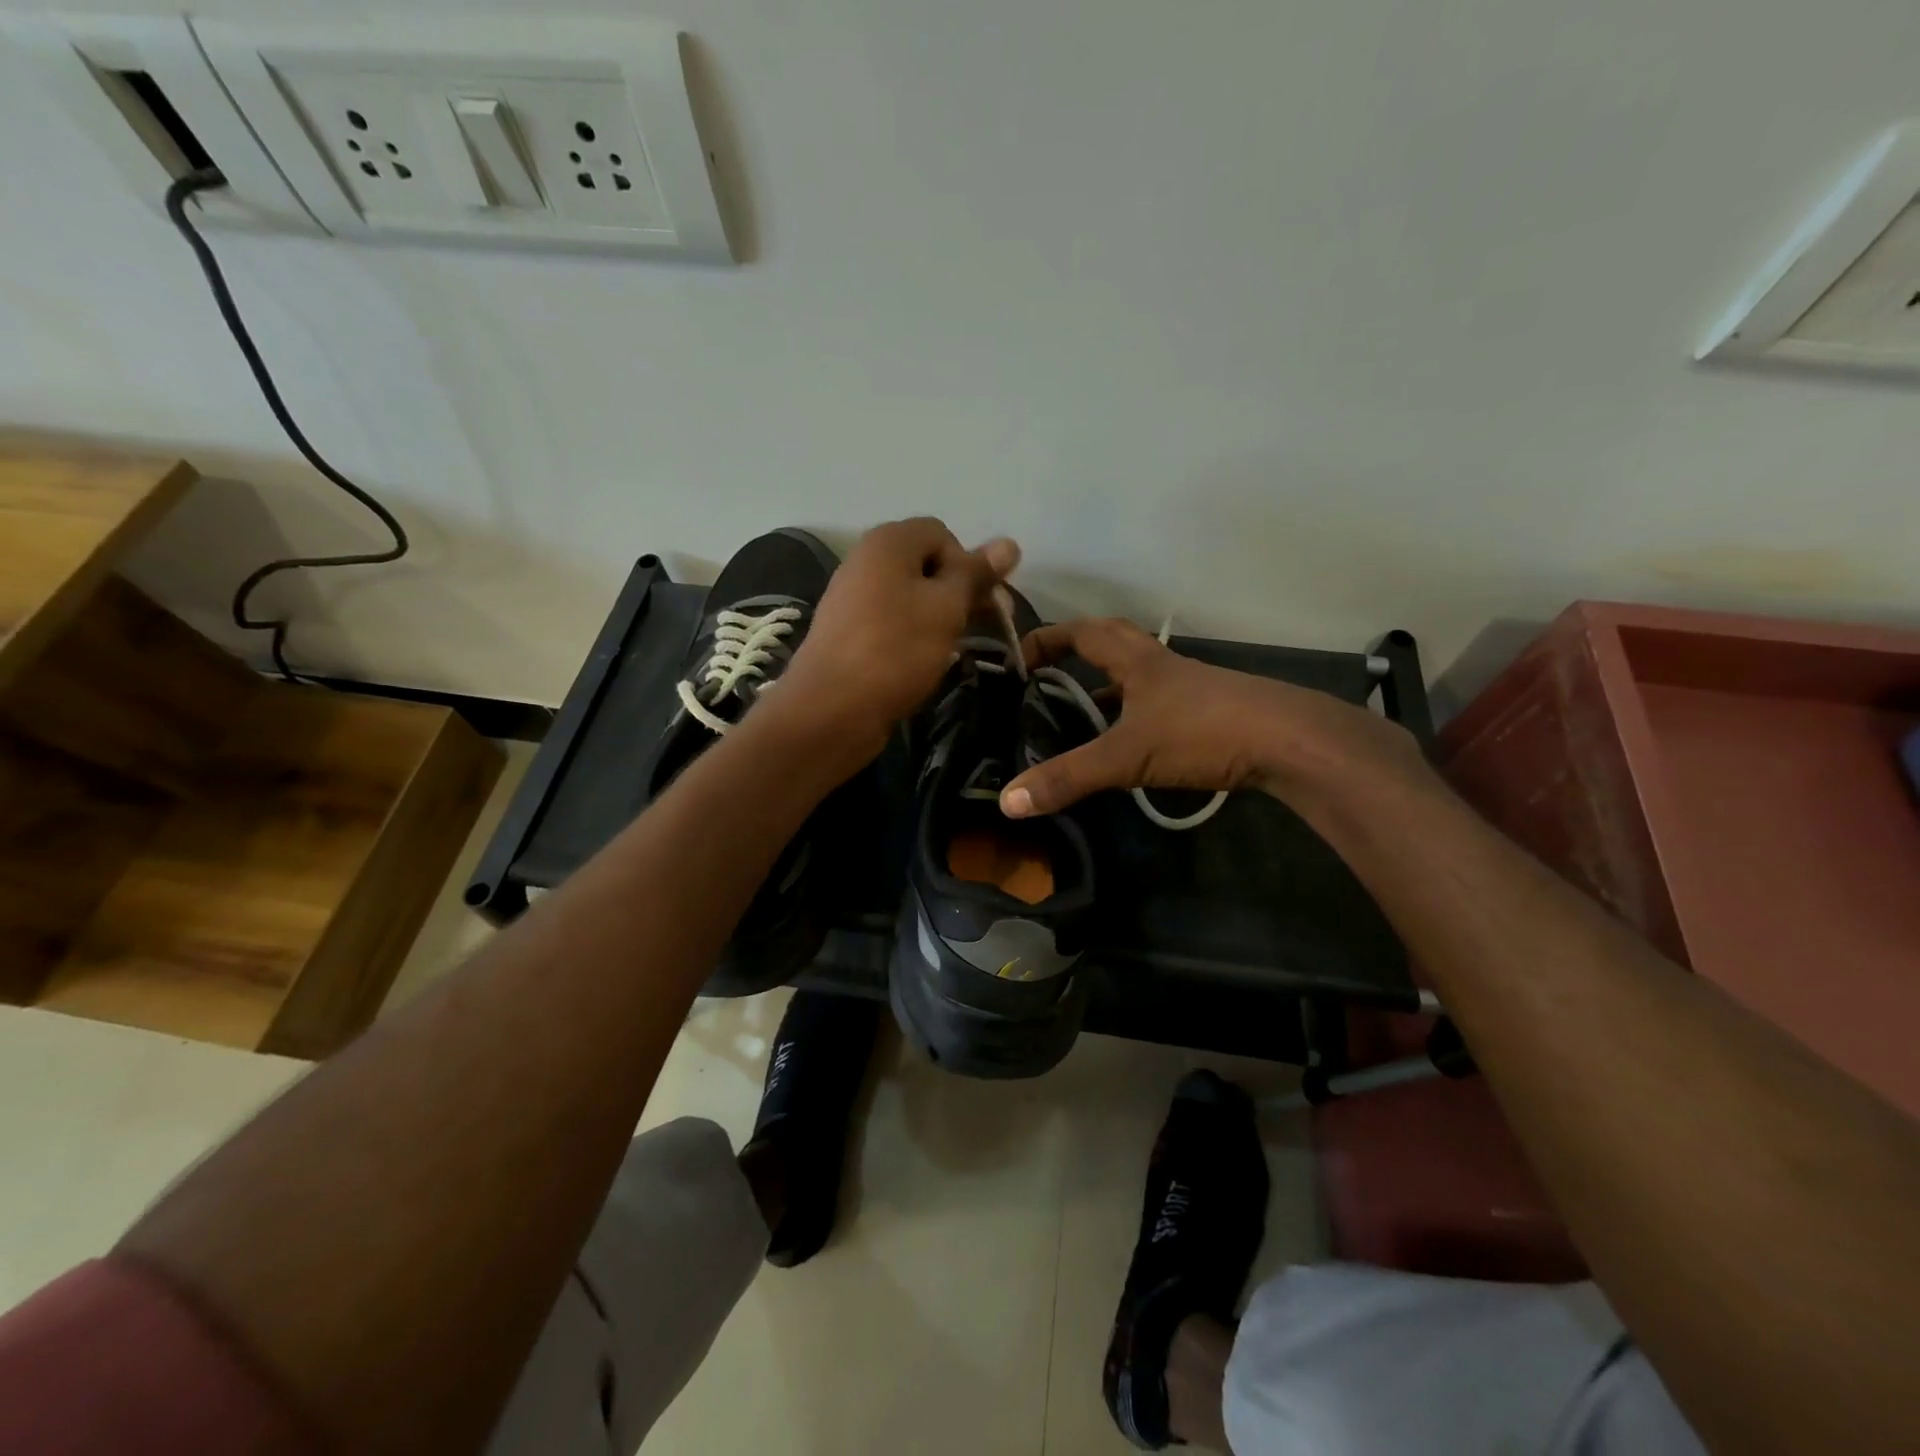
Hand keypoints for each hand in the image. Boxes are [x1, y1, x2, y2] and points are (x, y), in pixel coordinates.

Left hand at [777, 518, 1018, 756]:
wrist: (831, 709)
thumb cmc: (896, 650)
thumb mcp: (946, 608)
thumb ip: (976, 574)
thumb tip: (1009, 543)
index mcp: (888, 542)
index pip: (942, 534)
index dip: (968, 564)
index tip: (981, 603)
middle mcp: (866, 561)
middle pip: (926, 564)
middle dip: (958, 592)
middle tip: (981, 628)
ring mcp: (853, 598)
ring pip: (910, 596)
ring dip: (939, 617)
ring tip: (952, 648)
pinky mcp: (848, 633)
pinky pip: (892, 622)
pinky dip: (913, 636)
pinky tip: (923, 662)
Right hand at [998, 617, 1427, 817]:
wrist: (1290, 742)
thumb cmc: (1203, 732)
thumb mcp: (1127, 757)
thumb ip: (1068, 777)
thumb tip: (1008, 801)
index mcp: (1138, 660)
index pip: (1083, 632)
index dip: (1048, 638)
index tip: (1019, 657)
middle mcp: (1163, 665)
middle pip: (1112, 642)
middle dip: (1077, 652)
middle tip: (1046, 675)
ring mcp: (1191, 689)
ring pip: (1138, 677)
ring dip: (1106, 688)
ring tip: (1076, 716)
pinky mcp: (1211, 713)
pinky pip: (1159, 706)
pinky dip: (1134, 716)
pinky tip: (1128, 745)